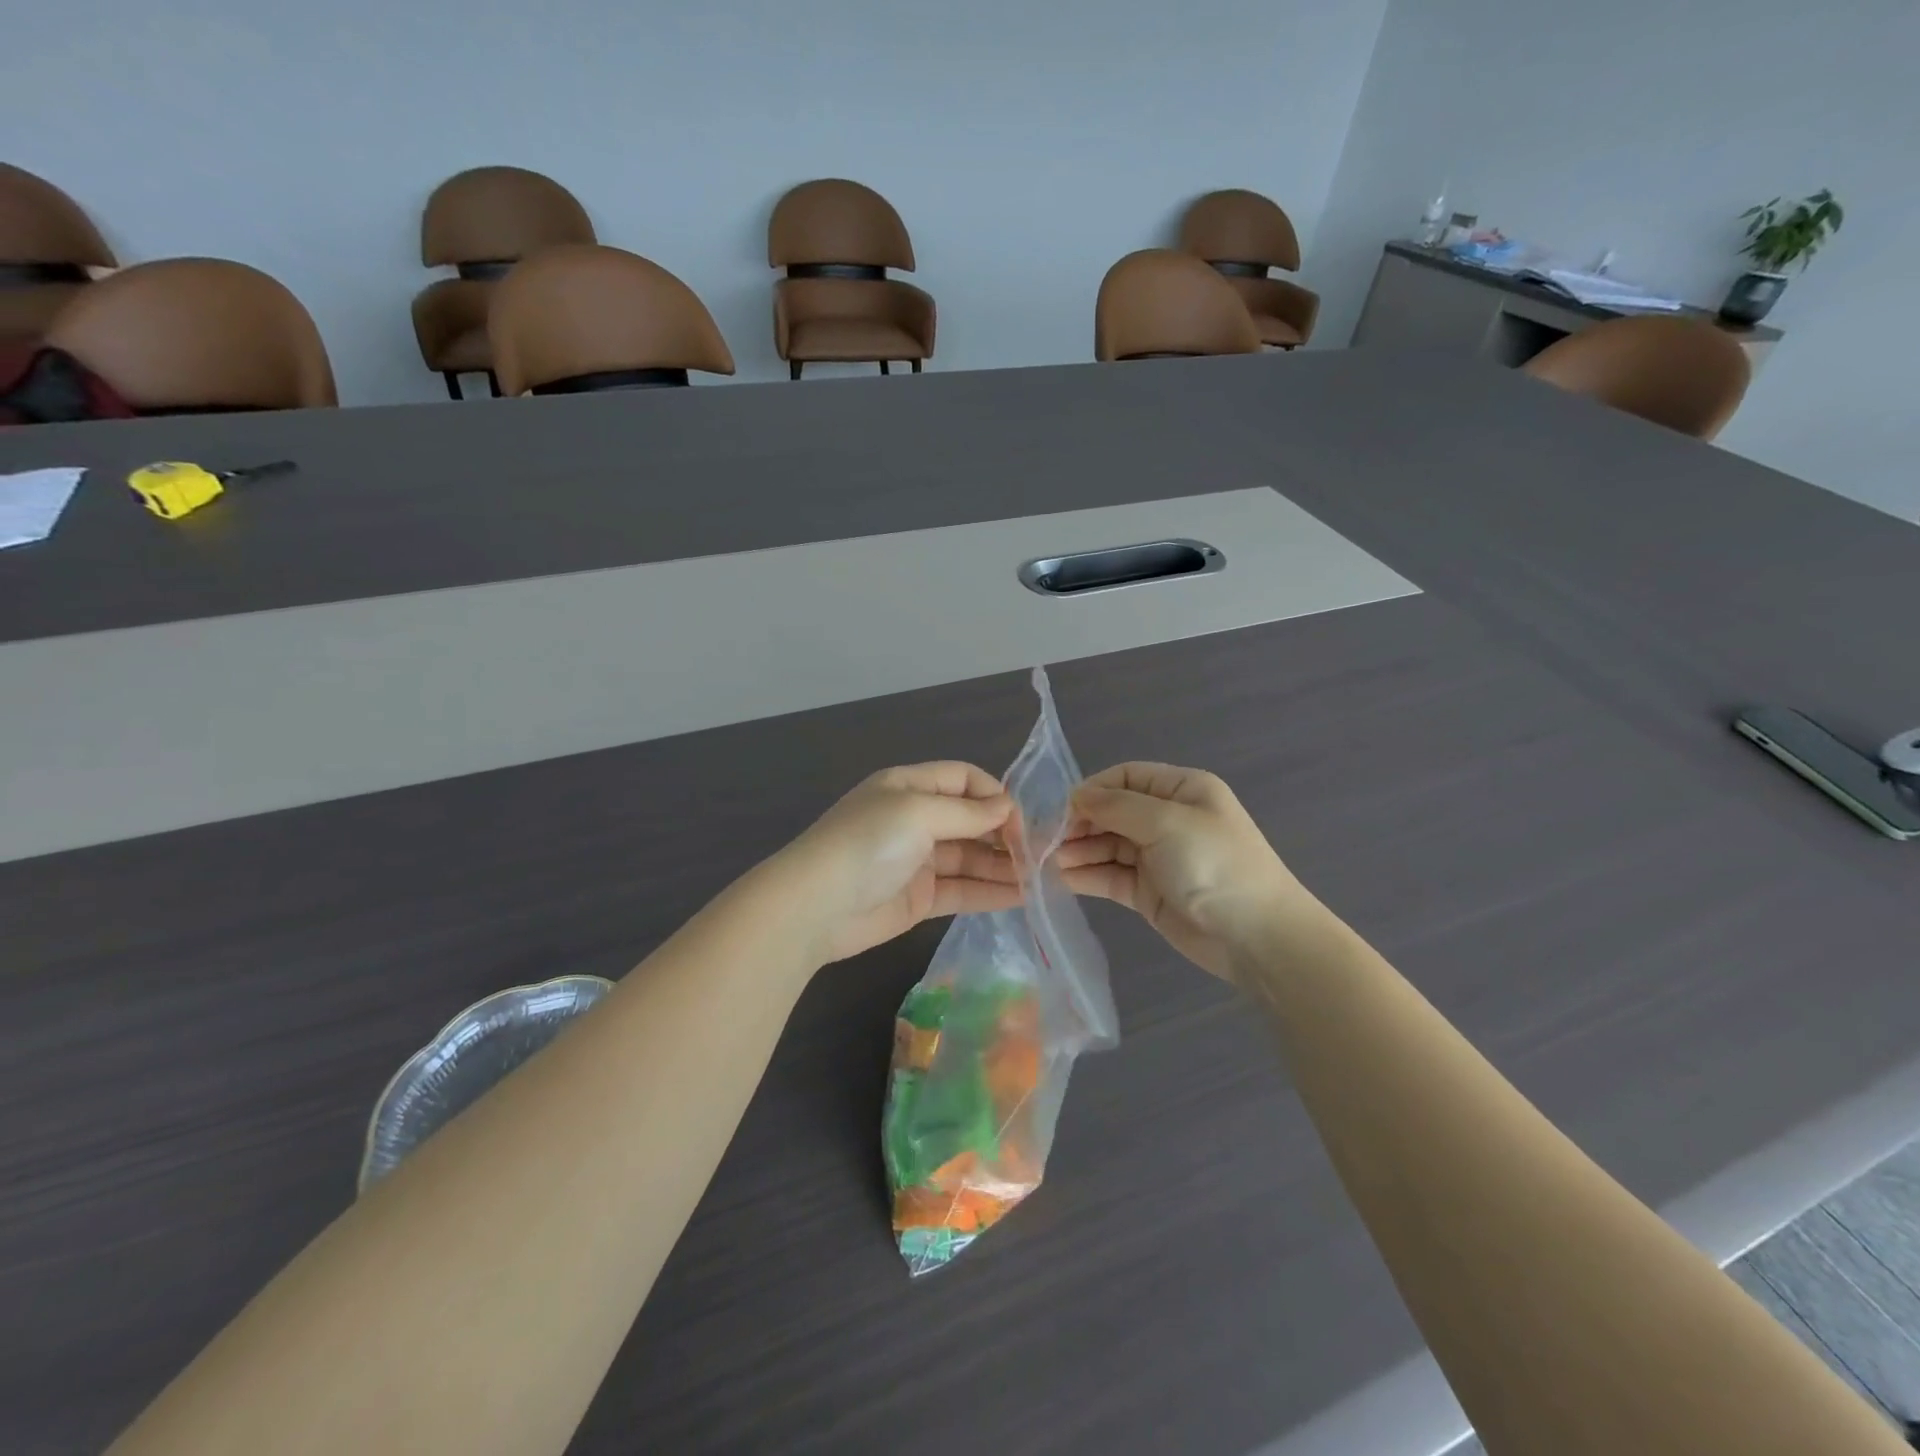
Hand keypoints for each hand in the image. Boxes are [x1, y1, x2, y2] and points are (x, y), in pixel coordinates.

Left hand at [770, 762, 1022, 966]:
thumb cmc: (867, 844)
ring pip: (970, 858)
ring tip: (1040, 879)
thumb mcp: (917, 813)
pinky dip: (989, 892)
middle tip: (1039, 855)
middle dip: (1004, 834)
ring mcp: (917, 861)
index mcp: (909, 787)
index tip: (1020, 821)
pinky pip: (961, 890)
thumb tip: (1007, 807)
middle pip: (970, 820)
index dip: (994, 795)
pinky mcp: (919, 899)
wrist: (814, 907)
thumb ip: (966, 812)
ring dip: (1003, 866)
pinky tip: (1021, 897)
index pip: (963, 779)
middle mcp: (915, 820)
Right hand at [1056, 763, 1324, 980]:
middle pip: (1112, 811)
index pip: (1125, 777)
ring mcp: (1157, 857)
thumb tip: (1077, 796)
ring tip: (1050, 861)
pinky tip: (1062, 878)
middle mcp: (1167, 819)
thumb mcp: (1166, 822)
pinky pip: (1111, 876)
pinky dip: (1087, 874)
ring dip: (1079, 850)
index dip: (1093, 790)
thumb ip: (1117, 806)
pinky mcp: (1148, 891)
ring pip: (1107, 845)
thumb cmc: (1214, 864)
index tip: (1063, 809)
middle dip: (1080, 823)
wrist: (1256, 937)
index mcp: (1181, 790)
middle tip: (1048, 840)